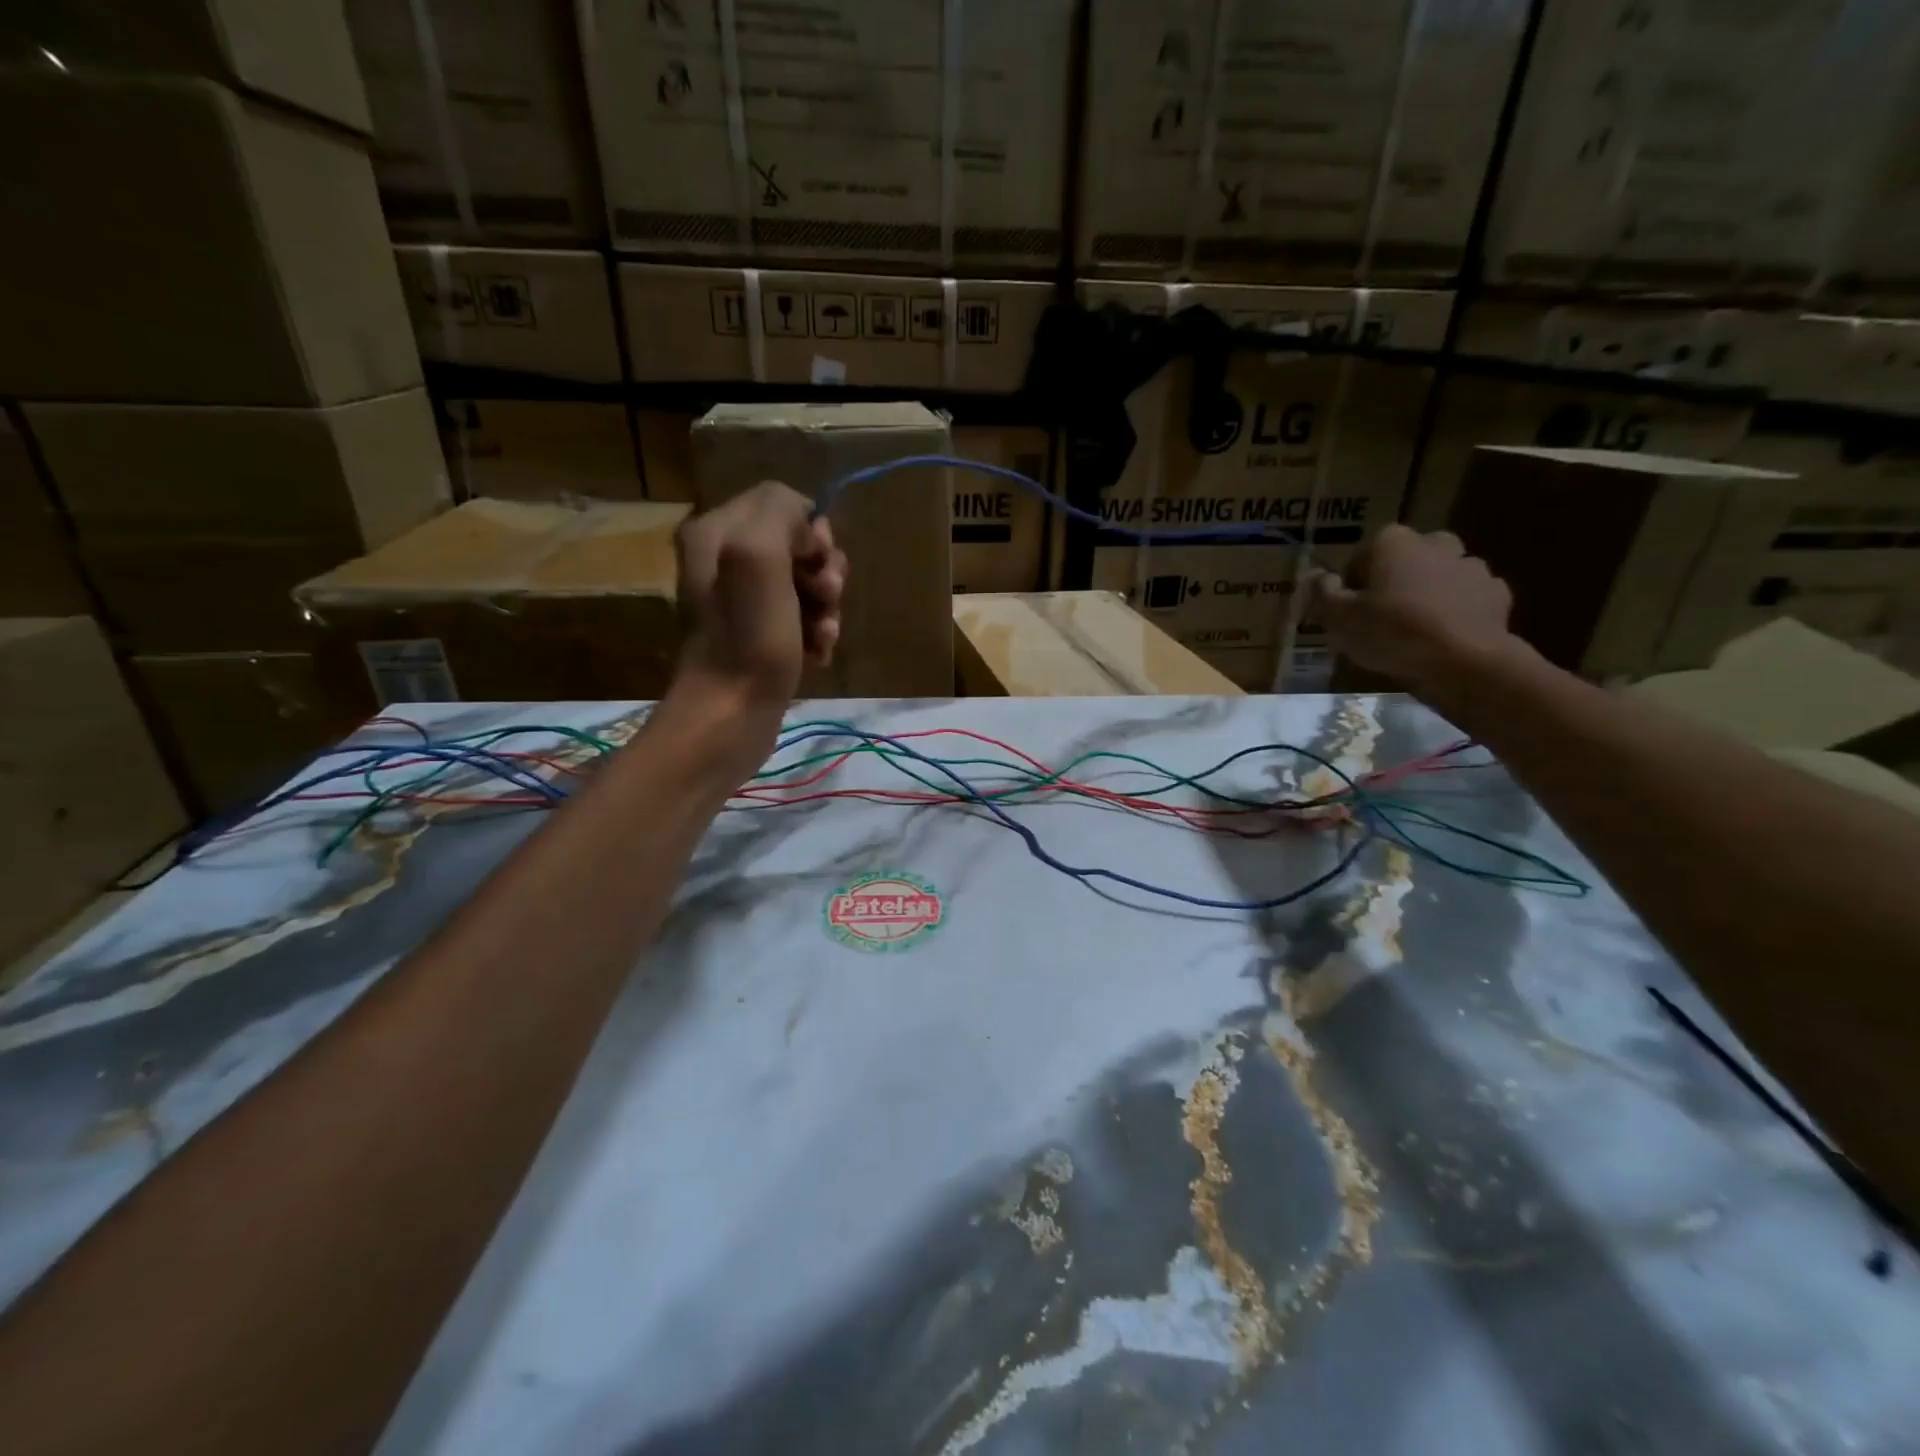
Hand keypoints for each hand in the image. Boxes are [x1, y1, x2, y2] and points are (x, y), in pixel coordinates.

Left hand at [670, 481, 846, 715]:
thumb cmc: (746, 637)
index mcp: (716, 531)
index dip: (811, 529)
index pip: (782, 502)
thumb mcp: (758, 556)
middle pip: (799, 544)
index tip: (817, 561)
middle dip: (824, 572)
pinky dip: (819, 633)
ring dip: (827, 608)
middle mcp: (726, 560)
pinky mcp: (762, 636)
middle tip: (826, 599)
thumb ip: (779, 513)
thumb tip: (805, 522)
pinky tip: (819, 654)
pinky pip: (804, 618)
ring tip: (824, 635)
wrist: (730, 716)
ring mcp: (744, 602)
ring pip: (808, 584)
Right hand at [1306, 525, 1516, 697]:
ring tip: (1414, 627)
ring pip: (1440, 575)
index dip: (1353, 581)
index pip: (1363, 553)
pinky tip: (1443, 634)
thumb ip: (1321, 593)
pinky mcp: (1496, 593)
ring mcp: (1471, 566)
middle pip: (1406, 558)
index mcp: (1393, 542)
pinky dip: (1456, 609)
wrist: (1462, 661)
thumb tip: (1315, 576)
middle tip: (1382, 613)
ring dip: (1428, 592)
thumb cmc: (1390, 633)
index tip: (1348, 607)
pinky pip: (1467, 597)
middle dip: (1395, 578)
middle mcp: (1435, 543)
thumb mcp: (1337, 618)